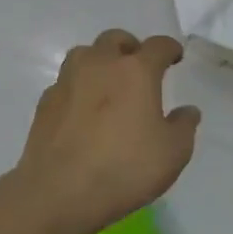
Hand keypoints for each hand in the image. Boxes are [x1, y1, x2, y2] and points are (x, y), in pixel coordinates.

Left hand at [16, 29, 200, 233]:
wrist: (57, 194)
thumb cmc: (124, 168)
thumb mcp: (173, 153)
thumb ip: (184, 126)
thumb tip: (187, 111)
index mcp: (136, 71)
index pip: (158, 45)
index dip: (170, 49)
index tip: (175, 58)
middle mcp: (100, 65)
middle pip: (116, 39)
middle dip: (131, 48)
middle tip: (139, 68)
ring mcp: (68, 81)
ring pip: (85, 54)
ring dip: (100, 62)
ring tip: (108, 84)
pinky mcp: (45, 103)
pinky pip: (66, 83)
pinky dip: (78, 88)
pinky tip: (83, 110)